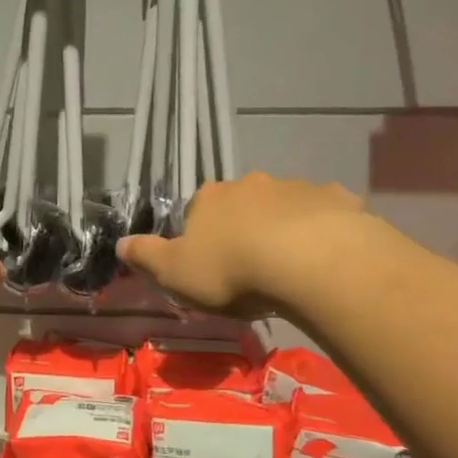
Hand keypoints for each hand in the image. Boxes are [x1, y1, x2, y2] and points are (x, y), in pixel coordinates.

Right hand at [119, 174, 370, 315]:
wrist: (309, 263)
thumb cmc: (231, 270)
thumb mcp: (174, 273)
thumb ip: (146, 256)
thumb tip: (120, 243)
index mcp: (209, 199)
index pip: (197, 211)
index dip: (201, 236)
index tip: (209, 264)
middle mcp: (251, 184)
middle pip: (242, 204)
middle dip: (244, 228)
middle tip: (250, 267)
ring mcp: (296, 188)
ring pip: (285, 208)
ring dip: (284, 229)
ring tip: (289, 268)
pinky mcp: (337, 200)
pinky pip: (325, 214)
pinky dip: (322, 230)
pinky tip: (325, 259)